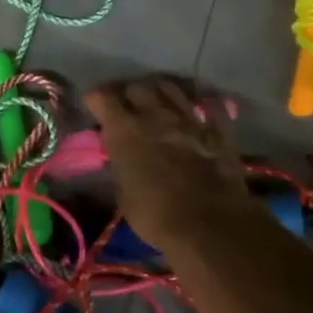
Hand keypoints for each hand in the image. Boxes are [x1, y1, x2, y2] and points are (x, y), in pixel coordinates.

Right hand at [85, 78, 254, 251]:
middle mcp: (155, 115)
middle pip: (137, 87)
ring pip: (170, 88)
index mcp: (124, 130)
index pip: (102, 97)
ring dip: (159, 92)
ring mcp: (189, 119)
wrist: (209, 225)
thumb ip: (120, 165)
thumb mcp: (122, 193)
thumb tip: (121, 157)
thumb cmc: (155, 215)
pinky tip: (197, 114)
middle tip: (126, 107)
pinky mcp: (218, 130)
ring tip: (157, 103)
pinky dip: (200, 108)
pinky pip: (208, 107)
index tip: (94, 107)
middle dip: (128, 94)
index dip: (96, 100)